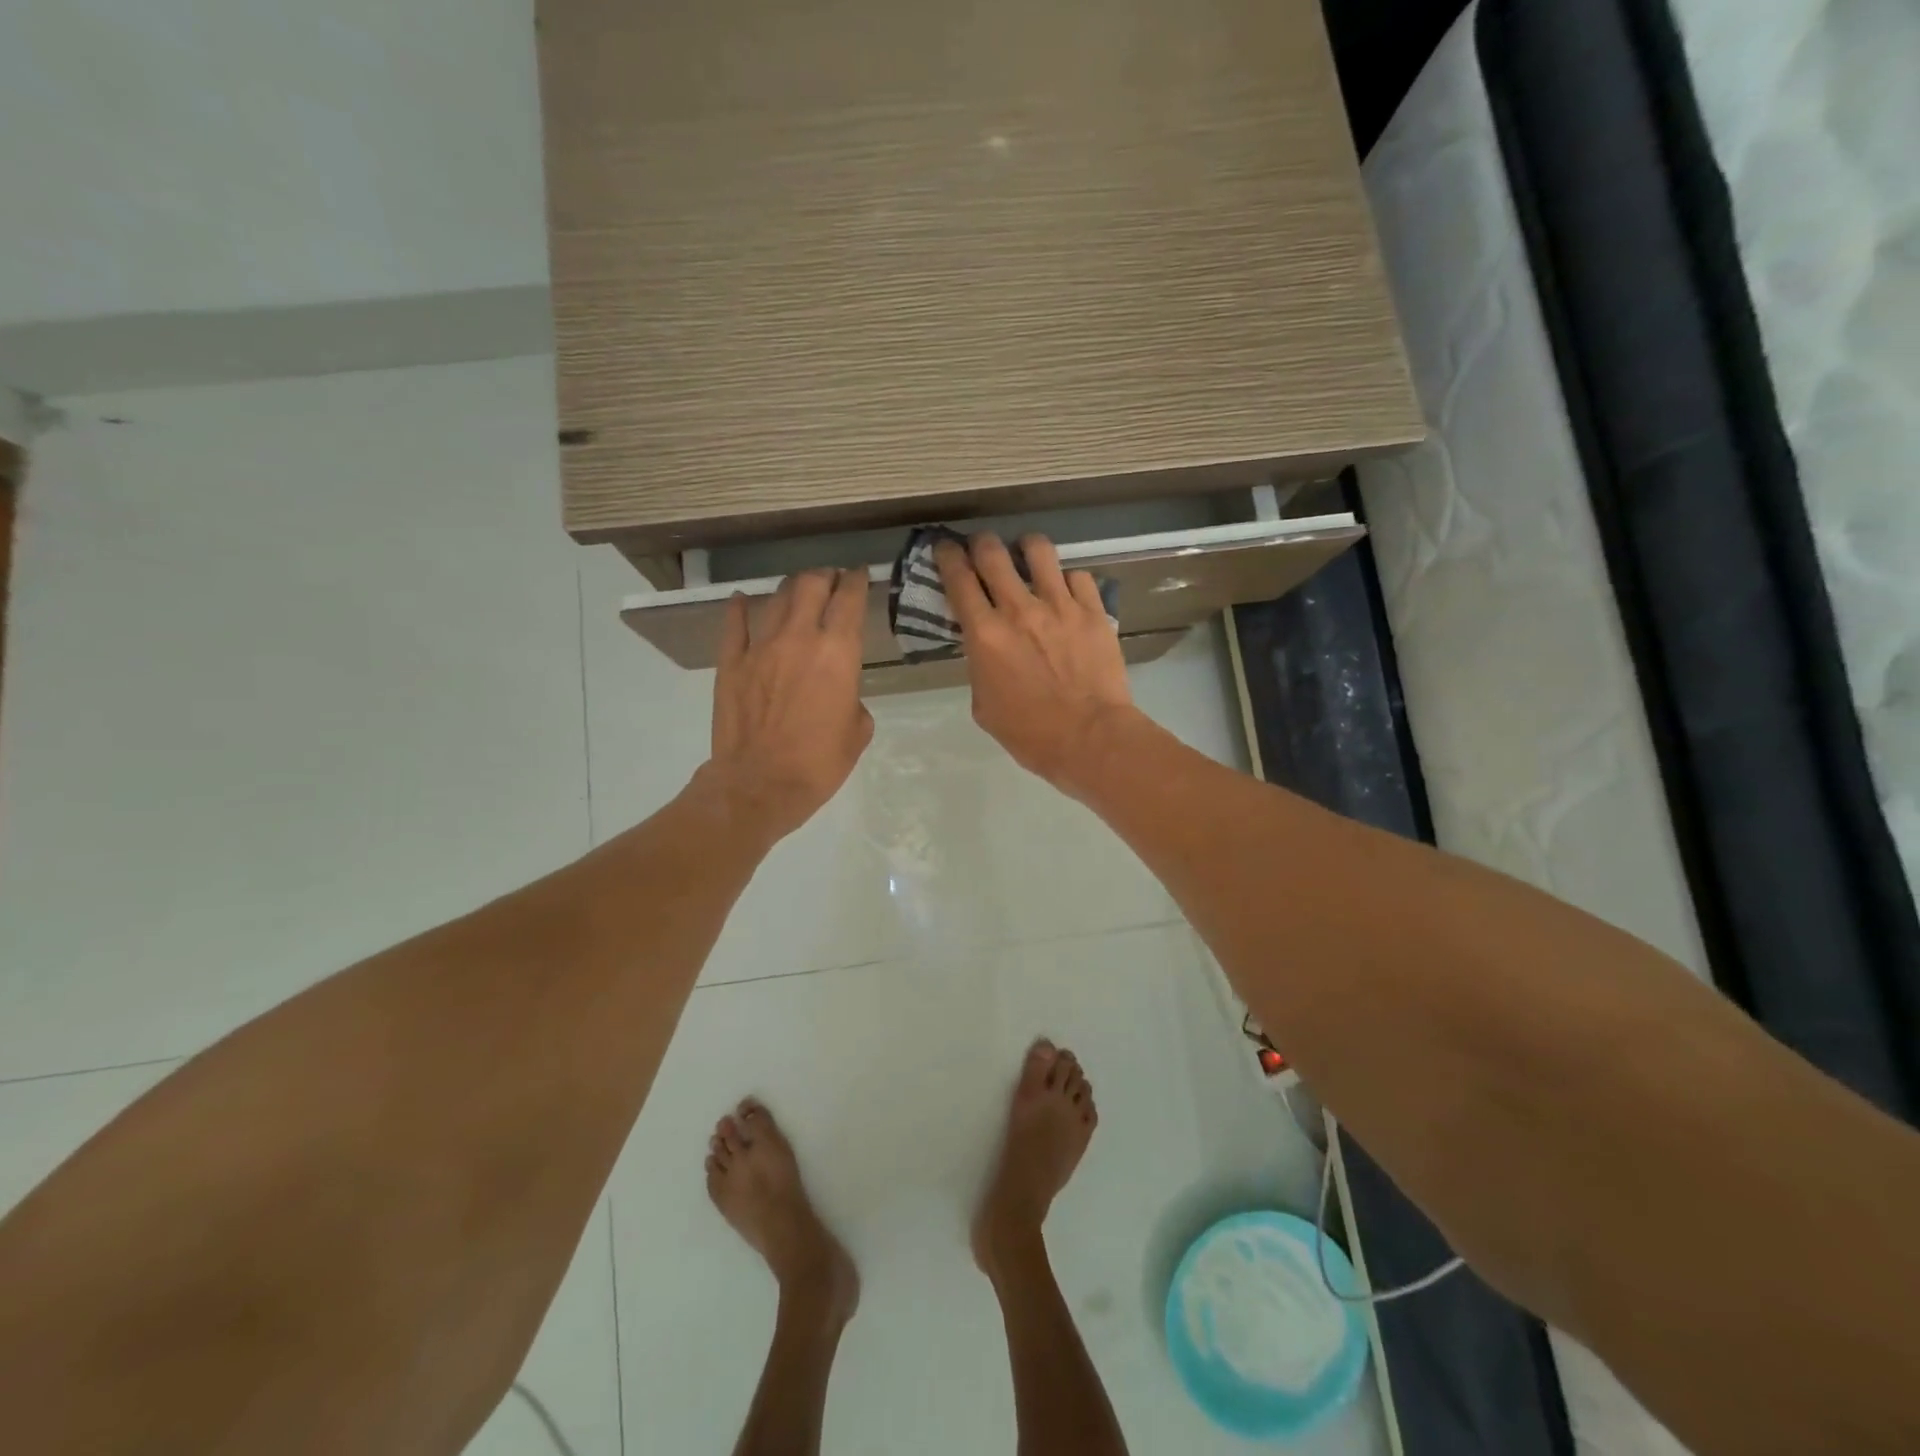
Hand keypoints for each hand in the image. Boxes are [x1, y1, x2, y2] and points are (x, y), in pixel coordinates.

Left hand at [705, 568, 873, 844]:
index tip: (860, 574)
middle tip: (830, 579)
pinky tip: (743, 600)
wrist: (759, 785)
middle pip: (811, 585)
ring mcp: (760, 647)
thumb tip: (840, 691)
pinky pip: (735, 623)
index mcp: (838, 652)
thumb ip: (853, 698)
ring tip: (797, 590)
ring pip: (776, 598)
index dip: (857, 580)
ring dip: (791, 588)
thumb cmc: (819, 763)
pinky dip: (740, 608)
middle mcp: (799, 638)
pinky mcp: (730, 662)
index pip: (850, 599)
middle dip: (824, 576)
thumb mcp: (857, 732)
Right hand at [935, 533, 1137, 793]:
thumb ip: (980, 668)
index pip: (958, 578)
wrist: (1090, 738)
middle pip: (993, 552)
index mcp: (985, 635)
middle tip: (983, 548)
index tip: (946, 548)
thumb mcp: (985, 706)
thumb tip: (985, 651)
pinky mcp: (1093, 611)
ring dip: (1026, 547)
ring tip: (1028, 555)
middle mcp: (1019, 609)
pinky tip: (1067, 592)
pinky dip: (1067, 580)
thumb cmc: (1030, 734)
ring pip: (1039, 550)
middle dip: (982, 543)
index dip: (947, 556)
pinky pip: (1078, 576)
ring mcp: (1060, 605)